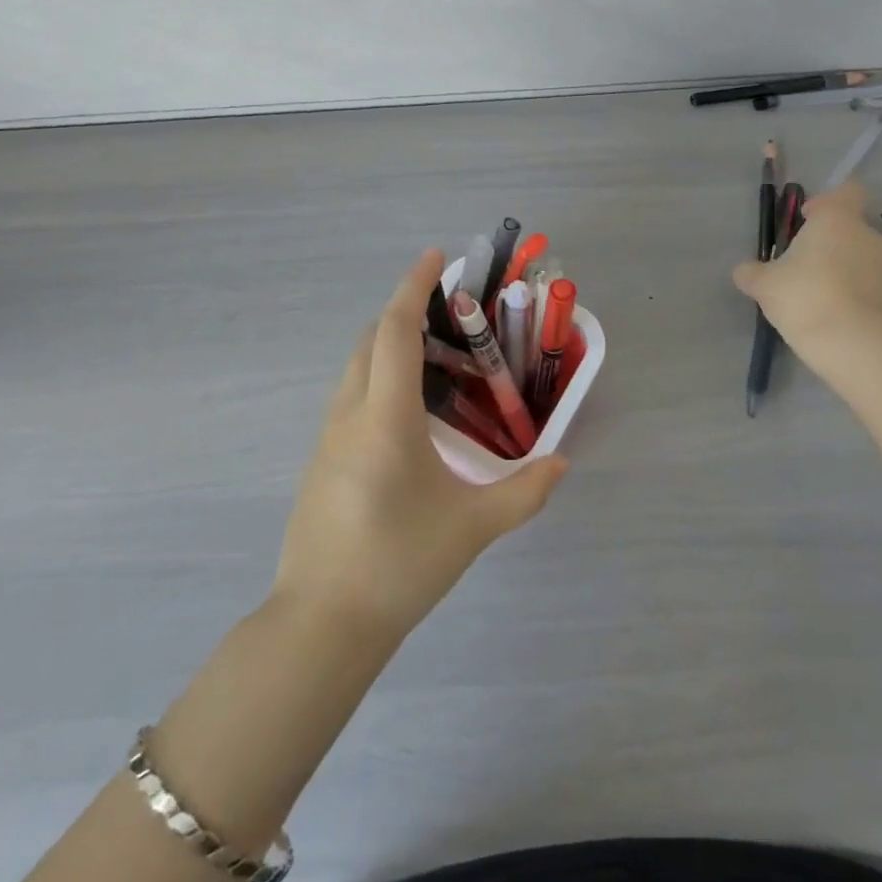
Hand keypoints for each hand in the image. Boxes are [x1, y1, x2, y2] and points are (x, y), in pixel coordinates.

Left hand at [272, 250, 568, 643]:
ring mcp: (327, 437)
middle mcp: (349, 413)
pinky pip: (350, 395)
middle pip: (371, 340)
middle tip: (448, 315)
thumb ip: (524, 493)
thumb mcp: (471, 528)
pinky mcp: (320, 460)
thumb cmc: (399, 565)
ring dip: (389, 346)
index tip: (435, 257)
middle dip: (404, 312)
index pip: (394, 330)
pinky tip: (407, 412)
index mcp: (385, 416)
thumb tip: (561, 463)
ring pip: (356, 367)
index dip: (413, 287)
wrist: (321, 624)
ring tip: (434, 360)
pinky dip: (378, 377)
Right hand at [732, 181, 881, 352]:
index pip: (846, 190)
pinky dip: (850, 292)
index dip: (826, 201)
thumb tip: (745, 270)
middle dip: (825, 241)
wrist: (856, 346)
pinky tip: (829, 314)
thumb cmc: (805, 297)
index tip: (806, 219)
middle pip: (847, 226)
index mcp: (836, 219)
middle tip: (798, 264)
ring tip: (812, 295)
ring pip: (857, 256)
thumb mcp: (763, 284)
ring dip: (838, 268)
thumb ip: (751, 272)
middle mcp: (866, 235)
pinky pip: (866, 284)